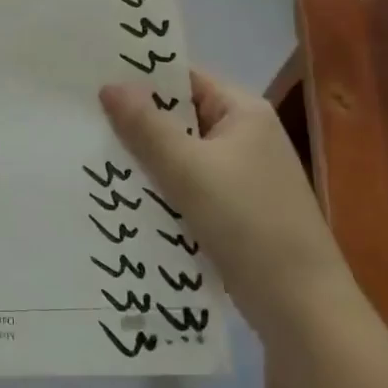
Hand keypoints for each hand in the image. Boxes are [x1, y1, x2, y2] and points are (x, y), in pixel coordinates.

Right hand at [100, 69, 346, 332]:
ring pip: (181, 155)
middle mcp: (245, 136)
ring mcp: (242, 176)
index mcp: (244, 112)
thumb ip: (146, 127)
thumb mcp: (189, 171)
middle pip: (181, 117)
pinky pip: (188, 186)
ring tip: (93, 156)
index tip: (94, 80)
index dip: (142, 78)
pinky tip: (126, 196)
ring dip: (147, 160)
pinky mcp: (235, 211)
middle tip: (84, 120)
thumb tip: (109, 85)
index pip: (185, 79)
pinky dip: (162, 189)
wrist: (303, 310)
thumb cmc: (248, 224)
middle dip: (137, 123)